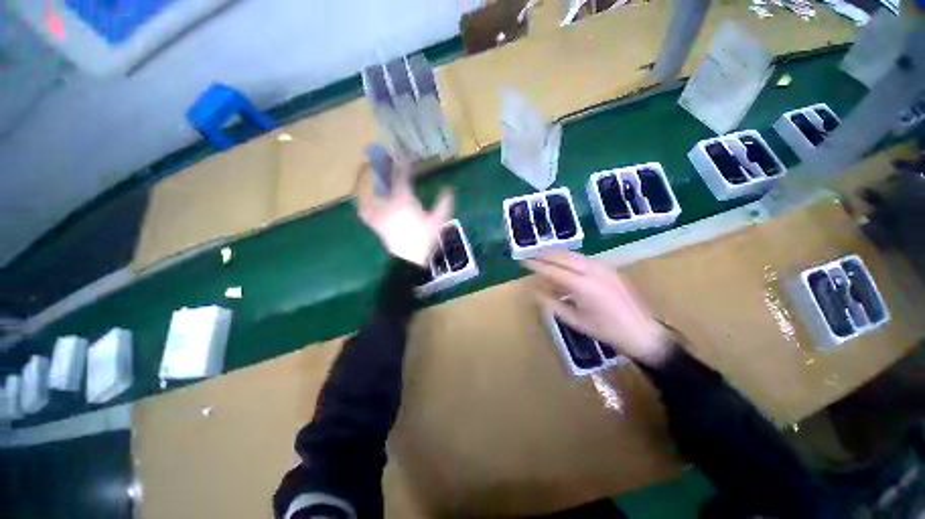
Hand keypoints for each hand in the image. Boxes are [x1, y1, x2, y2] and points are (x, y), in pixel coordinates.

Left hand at [357, 158, 453, 266]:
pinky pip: (362, 205)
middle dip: (384, 164)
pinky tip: (360, 191)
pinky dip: (360, 196)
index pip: (402, 176)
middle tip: (385, 154)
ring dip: (368, 175)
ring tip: (368, 165)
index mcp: (404, 201)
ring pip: (369, 188)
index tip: (404, 154)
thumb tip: (448, 189)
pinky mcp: (373, 221)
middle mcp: (387, 202)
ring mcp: (377, 211)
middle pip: (382, 178)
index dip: (403, 163)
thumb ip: (444, 203)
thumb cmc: (425, 239)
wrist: (409, 258)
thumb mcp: (438, 221)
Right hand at [524, 251, 672, 365]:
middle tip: (531, 256)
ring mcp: (604, 267)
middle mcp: (594, 272)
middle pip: (564, 257)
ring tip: (543, 256)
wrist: (643, 332)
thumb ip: (553, 304)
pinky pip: (584, 258)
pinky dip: (570, 258)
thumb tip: (535, 291)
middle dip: (545, 255)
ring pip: (574, 255)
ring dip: (557, 254)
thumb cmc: (606, 331)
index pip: (554, 271)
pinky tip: (564, 262)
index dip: (537, 266)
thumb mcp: (575, 321)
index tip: (523, 262)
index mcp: (584, 287)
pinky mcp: (610, 268)